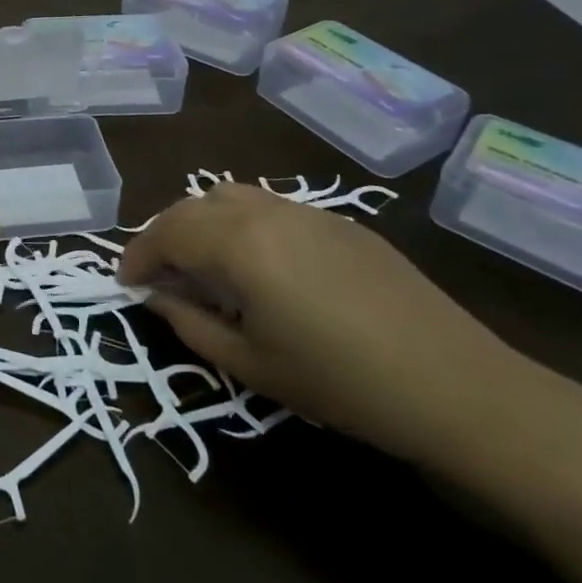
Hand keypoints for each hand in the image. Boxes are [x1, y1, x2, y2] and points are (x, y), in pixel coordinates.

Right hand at [118, 183, 542, 467]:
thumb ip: (191, 325)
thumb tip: (156, 298)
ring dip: (200, 220)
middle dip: (163, 235)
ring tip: (198, 260)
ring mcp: (305, 211)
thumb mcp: (252, 365)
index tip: (125, 284)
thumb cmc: (342, 383)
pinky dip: (240, 221)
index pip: (166, 234)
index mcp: (238, 243)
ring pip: (230, 196)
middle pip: (192, 207)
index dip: (138, 257)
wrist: (456, 386)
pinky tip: (255, 261)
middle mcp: (265, 211)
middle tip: (156, 273)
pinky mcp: (338, 221)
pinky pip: (269, 206)